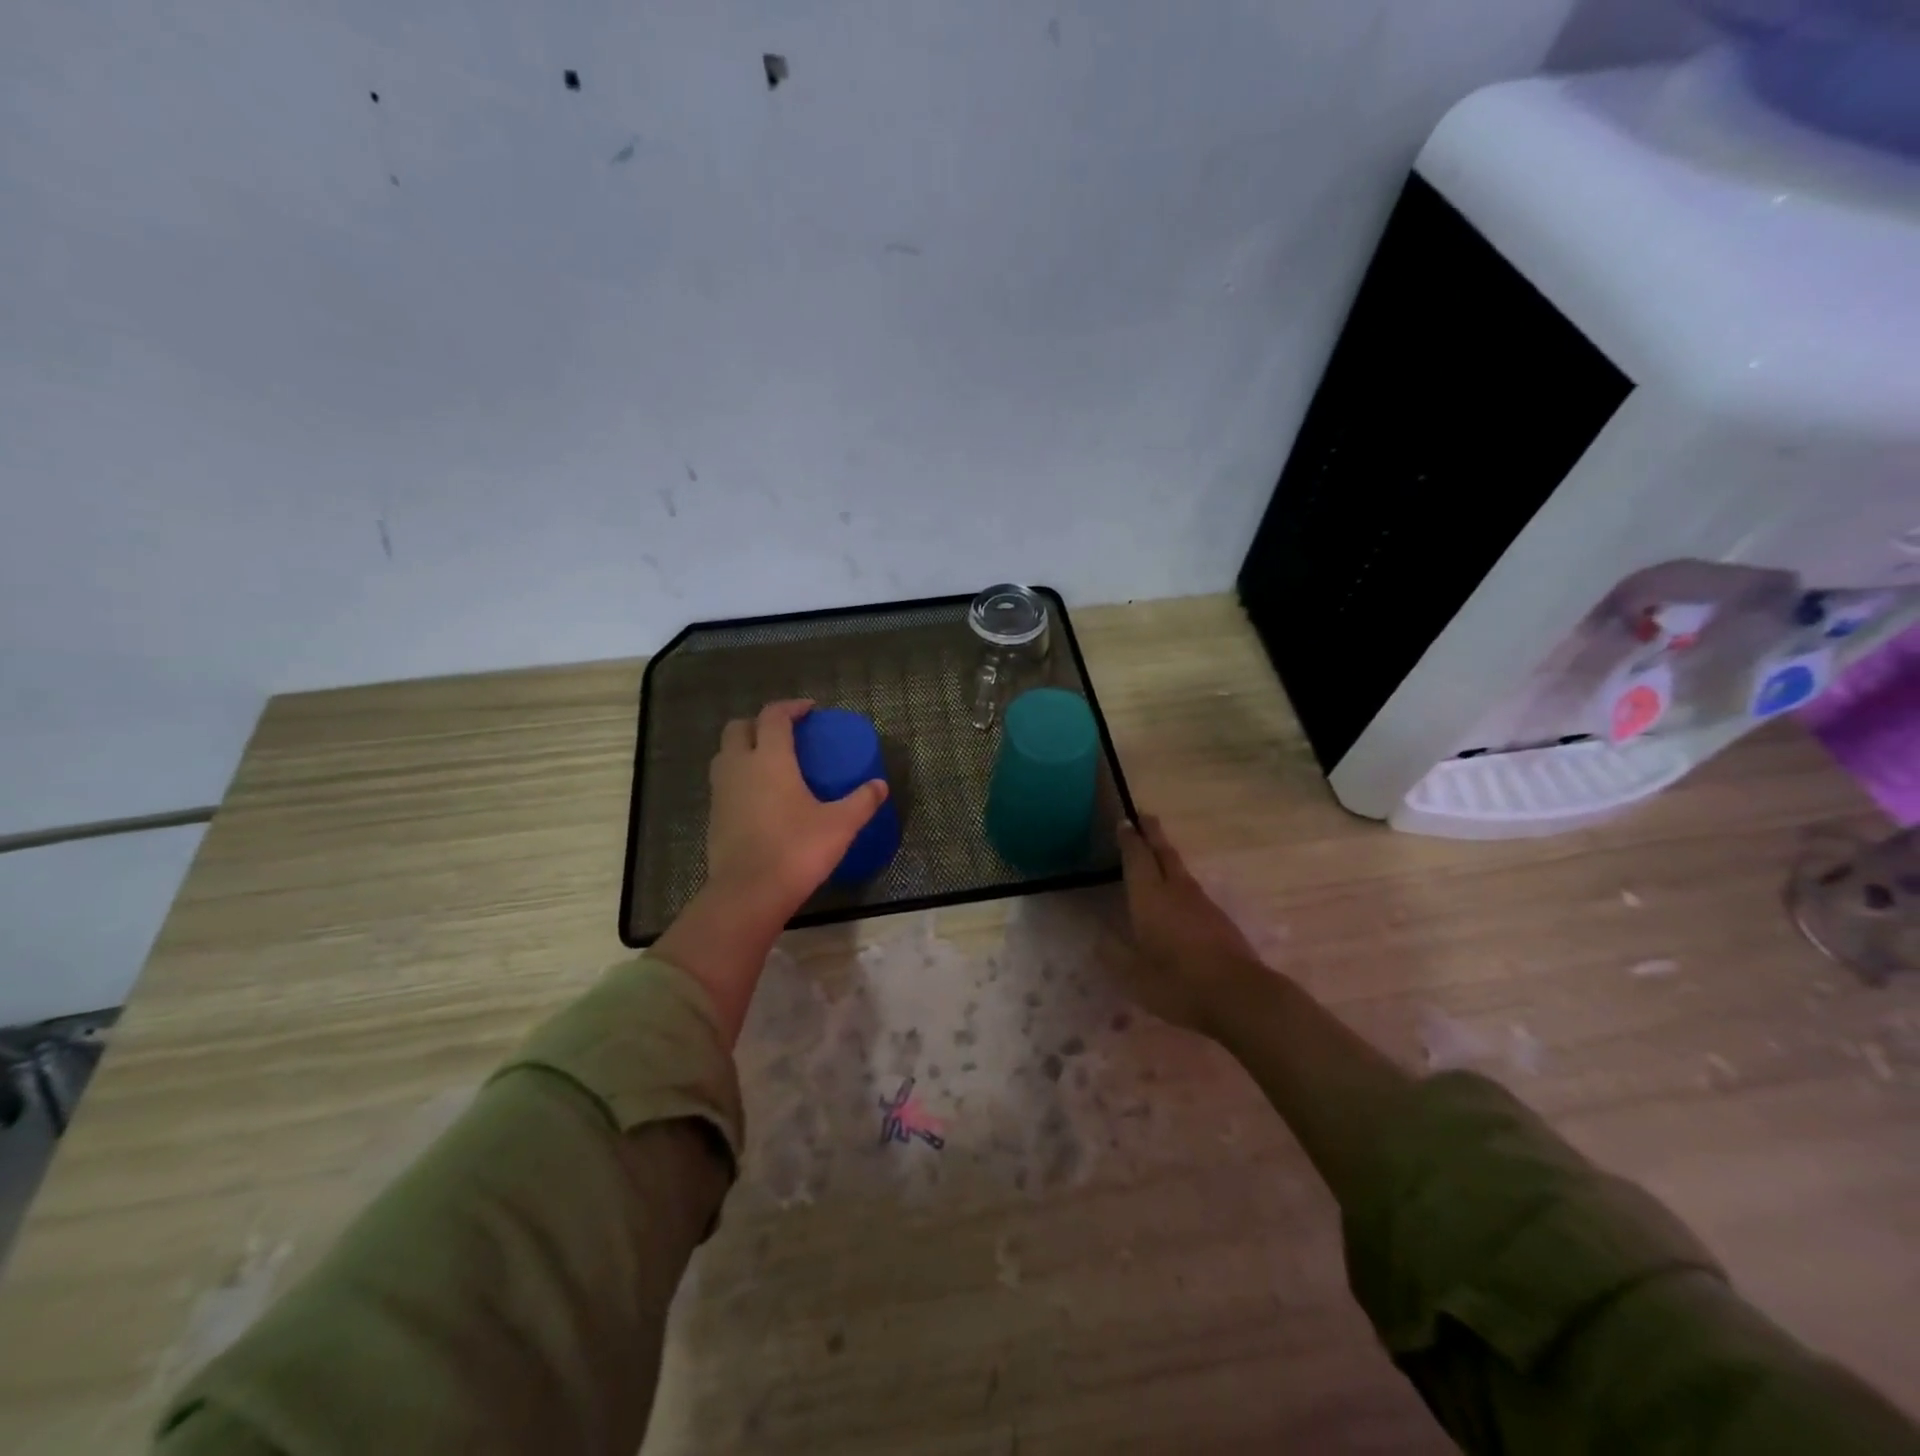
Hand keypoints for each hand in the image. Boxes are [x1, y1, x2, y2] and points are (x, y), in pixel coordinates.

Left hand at [703, 699, 889, 925]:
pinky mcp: (714, 817)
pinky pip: (724, 783)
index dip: (791, 707)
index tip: (809, 711)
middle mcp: (739, 767)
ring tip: (770, 762)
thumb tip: (880, 786)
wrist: (748, 893)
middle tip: (785, 734)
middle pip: (738, 728)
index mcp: (770, 759)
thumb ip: (861, 801)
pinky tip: (760, 797)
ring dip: (744, 748)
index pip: (774, 716)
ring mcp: (721, 792)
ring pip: (725, 755)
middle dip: (760, 723)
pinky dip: (739, 778)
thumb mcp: (840, 826)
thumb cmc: (796, 850)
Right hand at [1116, 813, 1262, 1035]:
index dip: (1129, 839)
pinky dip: (1179, 880)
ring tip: (1157, 852)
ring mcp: (1202, 903)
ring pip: (1180, 869)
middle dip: (1152, 833)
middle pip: (1163, 852)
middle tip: (1144, 816)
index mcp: (1149, 897)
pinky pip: (1192, 889)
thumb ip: (1114, 954)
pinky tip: (1177, 893)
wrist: (1240, 995)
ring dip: (1167, 855)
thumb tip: (1098, 938)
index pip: (1137, 857)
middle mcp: (1175, 890)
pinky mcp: (1219, 919)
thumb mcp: (1134, 975)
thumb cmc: (1178, 983)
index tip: (1125, 821)